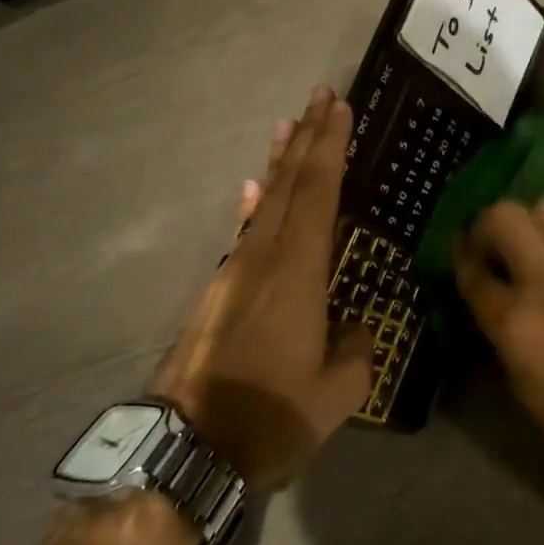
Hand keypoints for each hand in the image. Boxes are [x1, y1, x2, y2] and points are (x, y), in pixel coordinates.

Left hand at [147, 87, 372, 488]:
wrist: (187, 448)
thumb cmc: (269, 415)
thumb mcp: (336, 394)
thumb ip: (356, 350)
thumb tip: (355, 328)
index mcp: (297, 271)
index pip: (318, 191)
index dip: (329, 146)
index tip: (338, 107)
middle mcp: (263, 257)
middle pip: (288, 183)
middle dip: (306, 137)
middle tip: (319, 97)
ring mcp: (235, 272)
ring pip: (264, 202)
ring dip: (279, 162)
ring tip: (287, 128)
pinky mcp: (218, 291)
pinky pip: (245, 231)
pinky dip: (255, 204)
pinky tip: (253, 191)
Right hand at [453, 195, 543, 499]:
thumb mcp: (524, 385)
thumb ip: (502, 329)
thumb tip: (493, 295)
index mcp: (517, 322)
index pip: (473, 270)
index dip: (460, 256)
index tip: (459, 251)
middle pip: (506, 216)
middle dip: (490, 224)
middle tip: (494, 246)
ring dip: (535, 221)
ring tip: (537, 246)